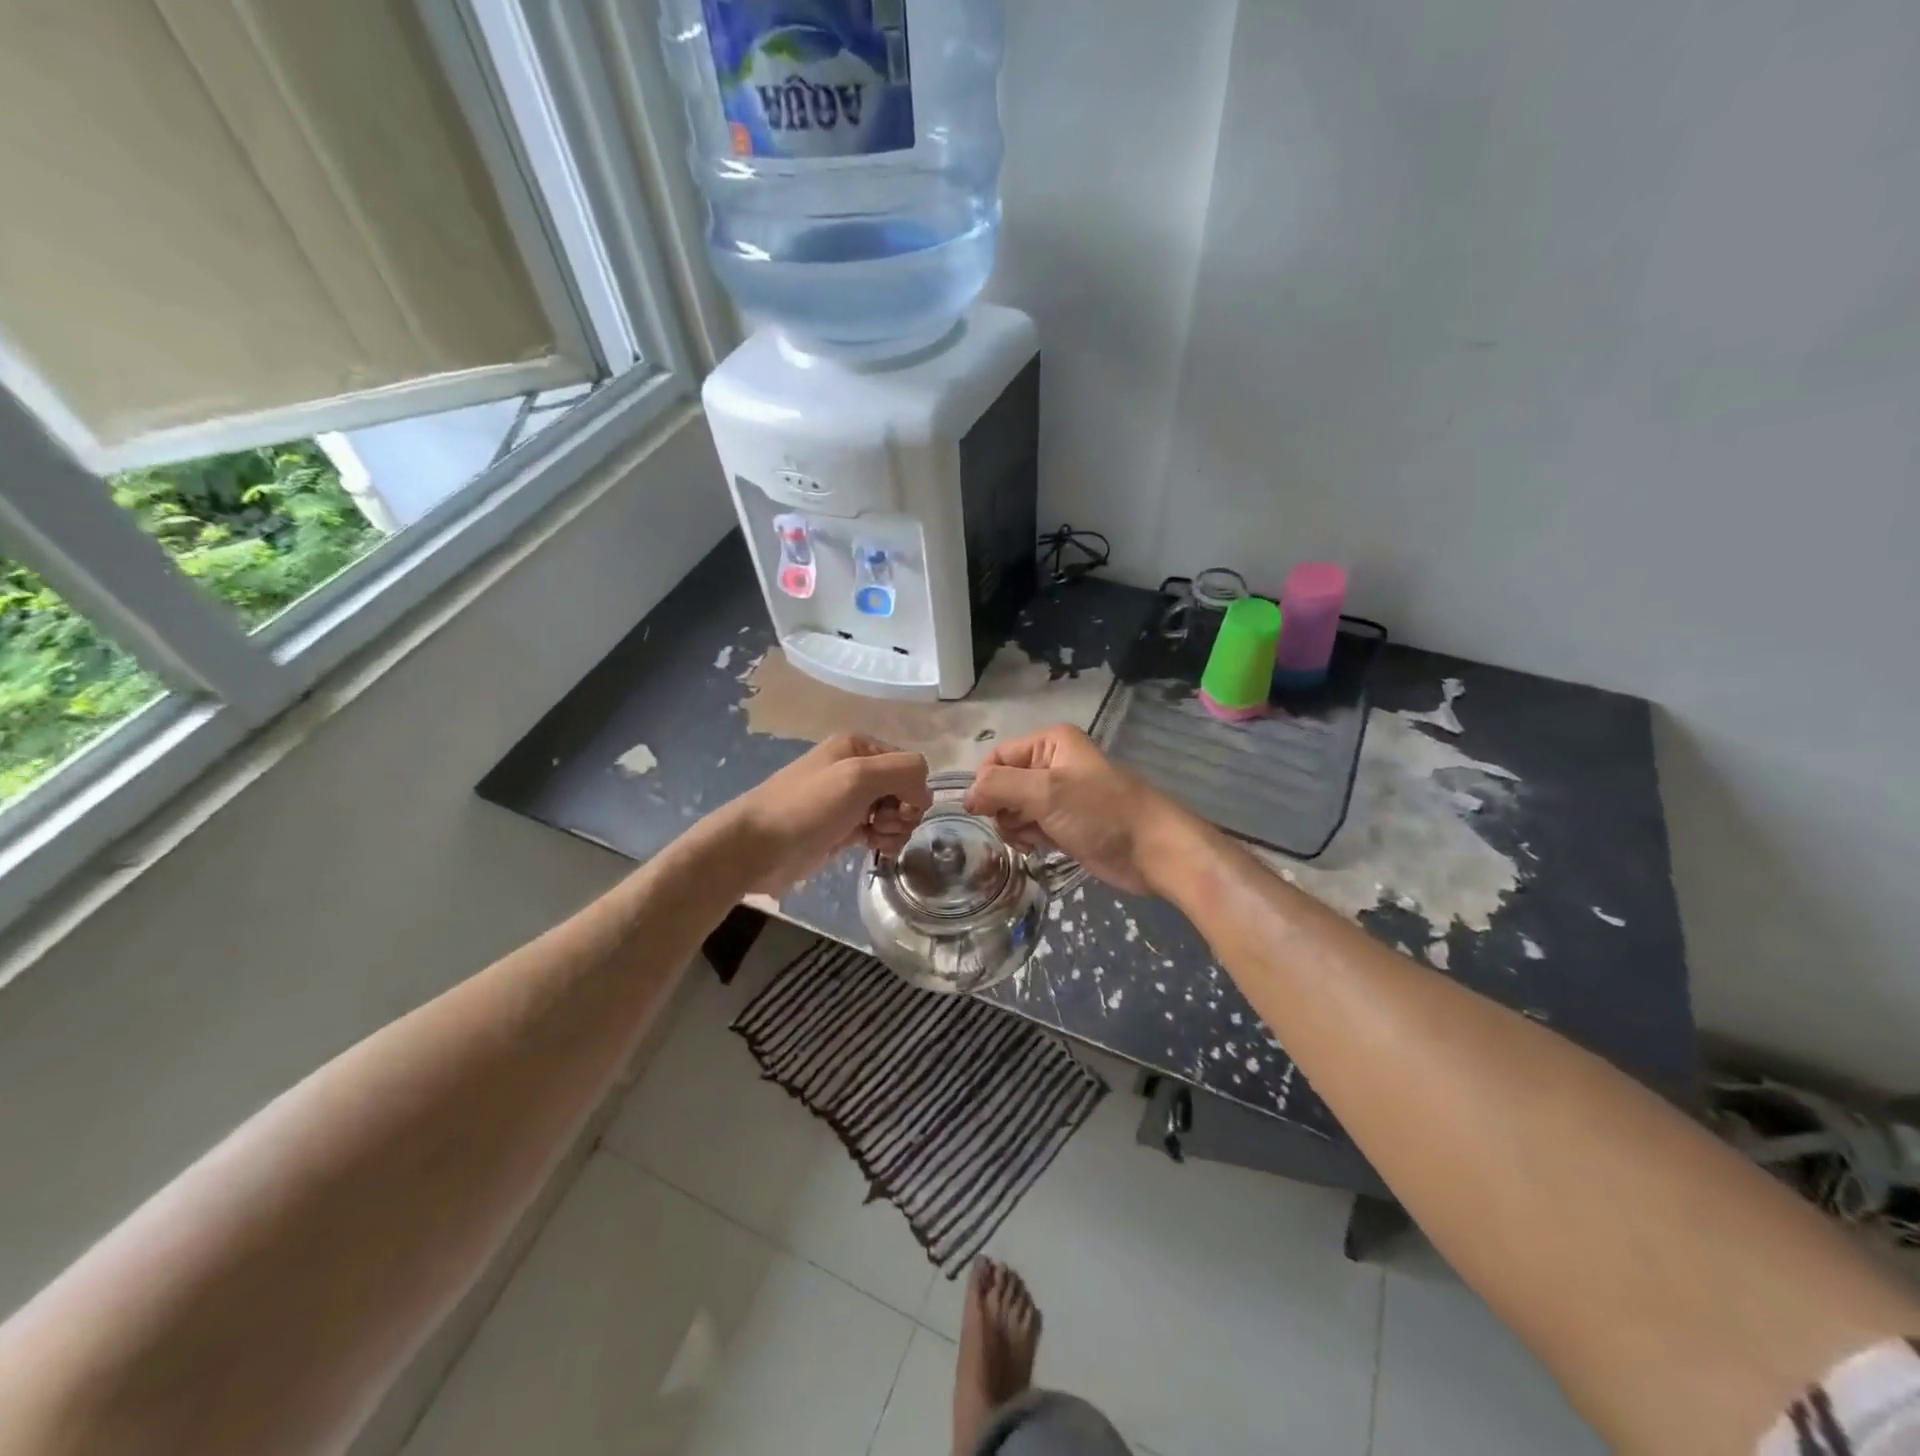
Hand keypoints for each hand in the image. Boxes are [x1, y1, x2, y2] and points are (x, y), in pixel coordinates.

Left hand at [713, 734, 931, 894]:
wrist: (758, 847)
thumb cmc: (808, 806)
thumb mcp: (859, 776)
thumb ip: (904, 771)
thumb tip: (924, 791)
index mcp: (858, 746)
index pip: (909, 764)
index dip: (913, 789)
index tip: (902, 809)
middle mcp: (854, 769)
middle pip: (904, 789)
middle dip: (905, 811)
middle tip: (884, 825)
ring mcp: (847, 801)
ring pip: (894, 813)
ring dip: (896, 828)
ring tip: (877, 839)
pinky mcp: (842, 829)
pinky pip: (878, 831)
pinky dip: (884, 839)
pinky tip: (876, 849)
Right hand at [963, 725, 1188, 894]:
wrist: (1152, 851)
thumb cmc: (1101, 812)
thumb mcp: (1046, 792)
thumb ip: (999, 786)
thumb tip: (966, 796)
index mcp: (1050, 743)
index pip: (997, 758)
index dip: (986, 784)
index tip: (986, 811)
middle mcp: (1052, 764)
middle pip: (1003, 784)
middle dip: (1003, 808)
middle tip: (1020, 825)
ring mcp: (1060, 796)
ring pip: (1014, 808)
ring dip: (1015, 826)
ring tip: (1033, 838)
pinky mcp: (1066, 824)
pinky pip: (1031, 826)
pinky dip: (1029, 837)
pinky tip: (1040, 847)